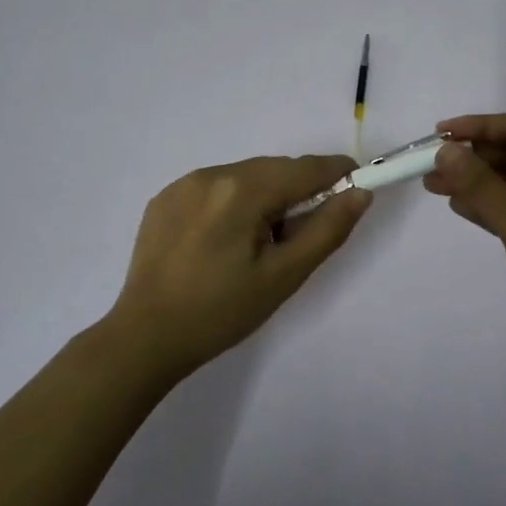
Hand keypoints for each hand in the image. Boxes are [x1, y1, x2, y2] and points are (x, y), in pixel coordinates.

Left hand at [107, 155, 371, 379]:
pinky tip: (224, 242)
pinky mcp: (164, 199)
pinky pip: (215, 188)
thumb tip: (359, 193)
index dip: (337, 172)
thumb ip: (326, 230)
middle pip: (274, 169)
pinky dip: (234, 203)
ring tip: (259, 245)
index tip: (356, 186)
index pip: (304, 168)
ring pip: (245, 176)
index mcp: (241, 190)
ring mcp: (183, 184)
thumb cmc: (221, 312)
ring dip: (265, 197)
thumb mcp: (283, 276)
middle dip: (299, 191)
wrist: (145, 337)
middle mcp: (211, 174)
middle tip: (302, 235)